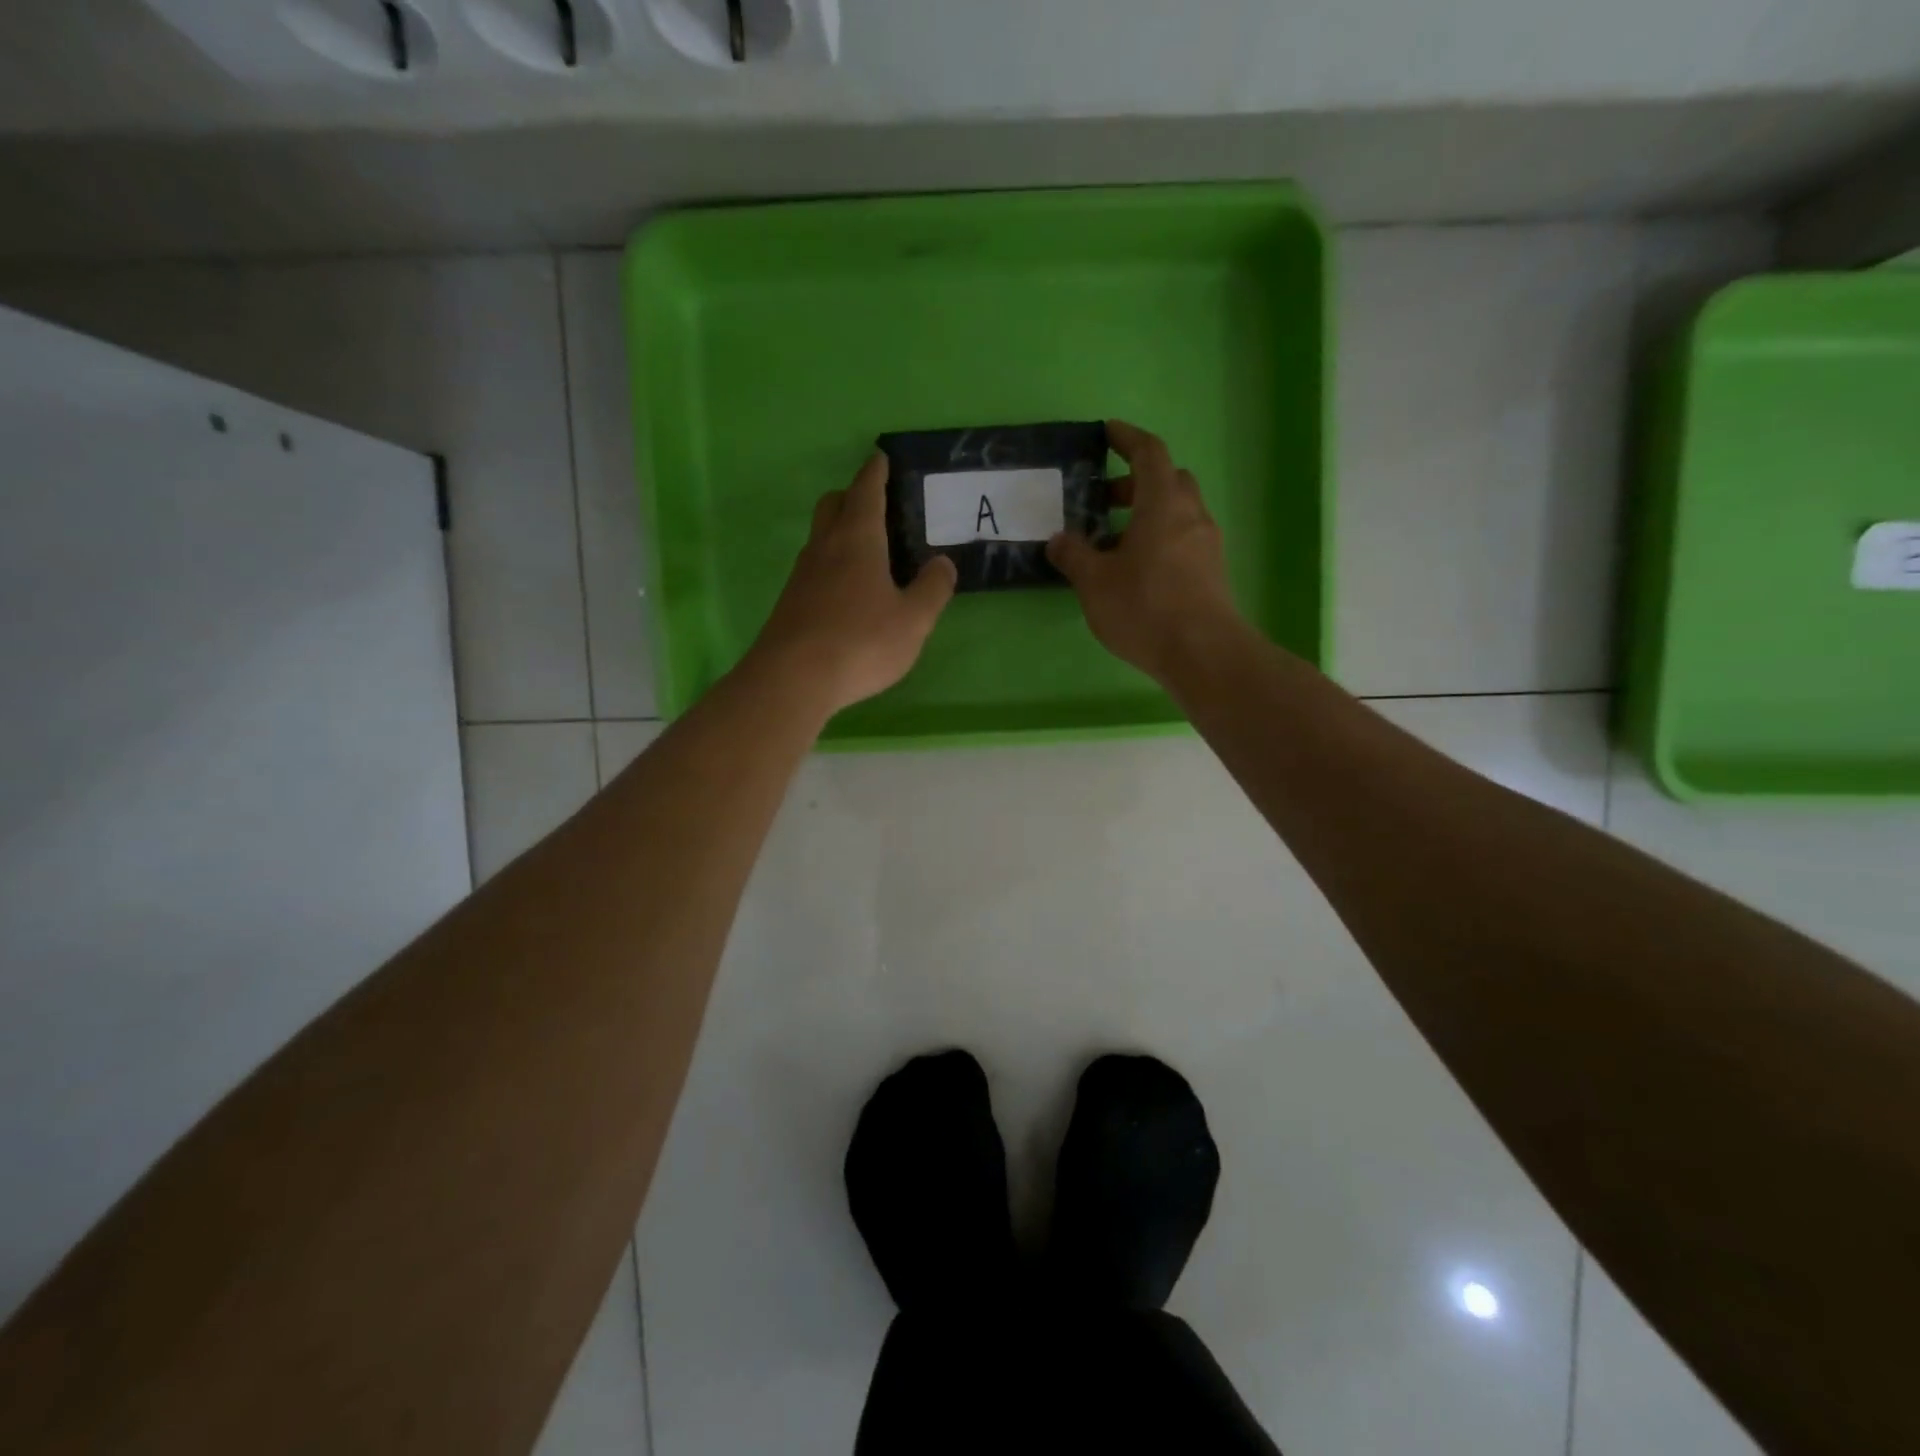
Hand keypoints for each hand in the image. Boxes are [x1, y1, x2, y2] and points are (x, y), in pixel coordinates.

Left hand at [748, 450, 956, 714]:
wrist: (792, 679)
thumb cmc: (861, 642)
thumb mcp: (913, 620)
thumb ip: (932, 589)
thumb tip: (943, 563)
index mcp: (857, 540)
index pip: (866, 491)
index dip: (875, 472)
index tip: (880, 457)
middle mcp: (824, 548)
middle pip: (833, 505)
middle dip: (852, 496)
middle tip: (875, 504)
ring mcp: (802, 576)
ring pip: (820, 537)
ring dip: (840, 531)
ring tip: (867, 549)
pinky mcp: (790, 603)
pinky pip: (814, 568)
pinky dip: (832, 564)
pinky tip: (847, 590)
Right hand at [1046, 420, 1240, 682]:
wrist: (1202, 653)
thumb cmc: (1144, 608)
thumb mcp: (1095, 583)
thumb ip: (1075, 556)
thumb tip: (1059, 539)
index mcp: (1162, 504)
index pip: (1149, 453)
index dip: (1127, 438)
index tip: (1107, 433)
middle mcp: (1190, 515)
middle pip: (1168, 480)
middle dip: (1135, 482)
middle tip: (1104, 500)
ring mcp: (1206, 543)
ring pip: (1178, 511)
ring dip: (1148, 514)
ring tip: (1114, 541)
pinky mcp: (1212, 571)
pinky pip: (1184, 538)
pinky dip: (1160, 538)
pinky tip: (1138, 569)